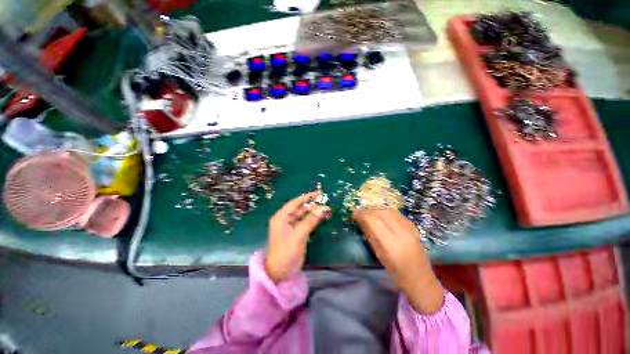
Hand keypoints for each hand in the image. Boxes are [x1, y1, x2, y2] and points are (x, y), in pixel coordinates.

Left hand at [265, 191, 330, 282]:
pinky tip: (322, 218)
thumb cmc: (286, 251)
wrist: (281, 272)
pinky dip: (314, 220)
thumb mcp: (298, 235)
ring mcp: (292, 227)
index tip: (318, 193)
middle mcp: (286, 219)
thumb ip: (310, 221)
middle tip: (325, 201)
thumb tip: (323, 209)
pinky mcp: (297, 233)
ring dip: (315, 213)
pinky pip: (307, 223)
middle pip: (301, 209)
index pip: (295, 203)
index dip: (307, 197)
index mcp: (281, 217)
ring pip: (305, 216)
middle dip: (313, 205)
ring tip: (327, 209)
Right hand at [352, 209, 443, 313]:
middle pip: (381, 211)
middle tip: (360, 212)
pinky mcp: (412, 225)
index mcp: (391, 244)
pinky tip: (380, 215)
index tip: (354, 213)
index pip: (373, 220)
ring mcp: (409, 227)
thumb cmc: (396, 271)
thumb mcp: (379, 254)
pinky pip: (395, 212)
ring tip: (369, 212)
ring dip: (376, 208)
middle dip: (368, 209)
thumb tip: (360, 220)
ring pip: (388, 209)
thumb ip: (370, 235)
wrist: (420, 277)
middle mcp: (401, 232)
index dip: (361, 214)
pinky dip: (384, 211)